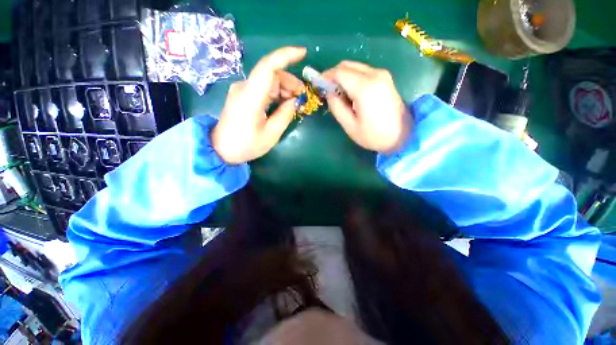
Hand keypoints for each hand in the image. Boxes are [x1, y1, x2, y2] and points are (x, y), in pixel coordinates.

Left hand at [211, 47, 306, 163]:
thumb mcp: (271, 134)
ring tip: (294, 103)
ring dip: (284, 88)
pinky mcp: (243, 95)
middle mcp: (244, 88)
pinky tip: (283, 103)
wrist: (221, 149)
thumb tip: (295, 101)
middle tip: (302, 97)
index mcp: (251, 97)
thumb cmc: (246, 145)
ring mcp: (242, 90)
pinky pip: (263, 88)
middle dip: (290, 81)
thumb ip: (285, 115)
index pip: (268, 67)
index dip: (286, 56)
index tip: (303, 54)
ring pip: (268, 80)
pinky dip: (276, 93)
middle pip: (271, 74)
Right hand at [323, 61, 411, 153]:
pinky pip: (364, 72)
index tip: (318, 84)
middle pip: (347, 65)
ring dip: (343, 77)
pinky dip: (353, 78)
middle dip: (334, 75)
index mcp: (365, 87)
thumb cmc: (374, 135)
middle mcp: (375, 75)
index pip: (340, 72)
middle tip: (327, 90)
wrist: (403, 136)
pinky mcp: (385, 78)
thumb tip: (329, 93)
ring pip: (355, 67)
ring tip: (339, 94)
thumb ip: (336, 107)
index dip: (326, 76)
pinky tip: (351, 93)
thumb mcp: (350, 126)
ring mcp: (382, 75)